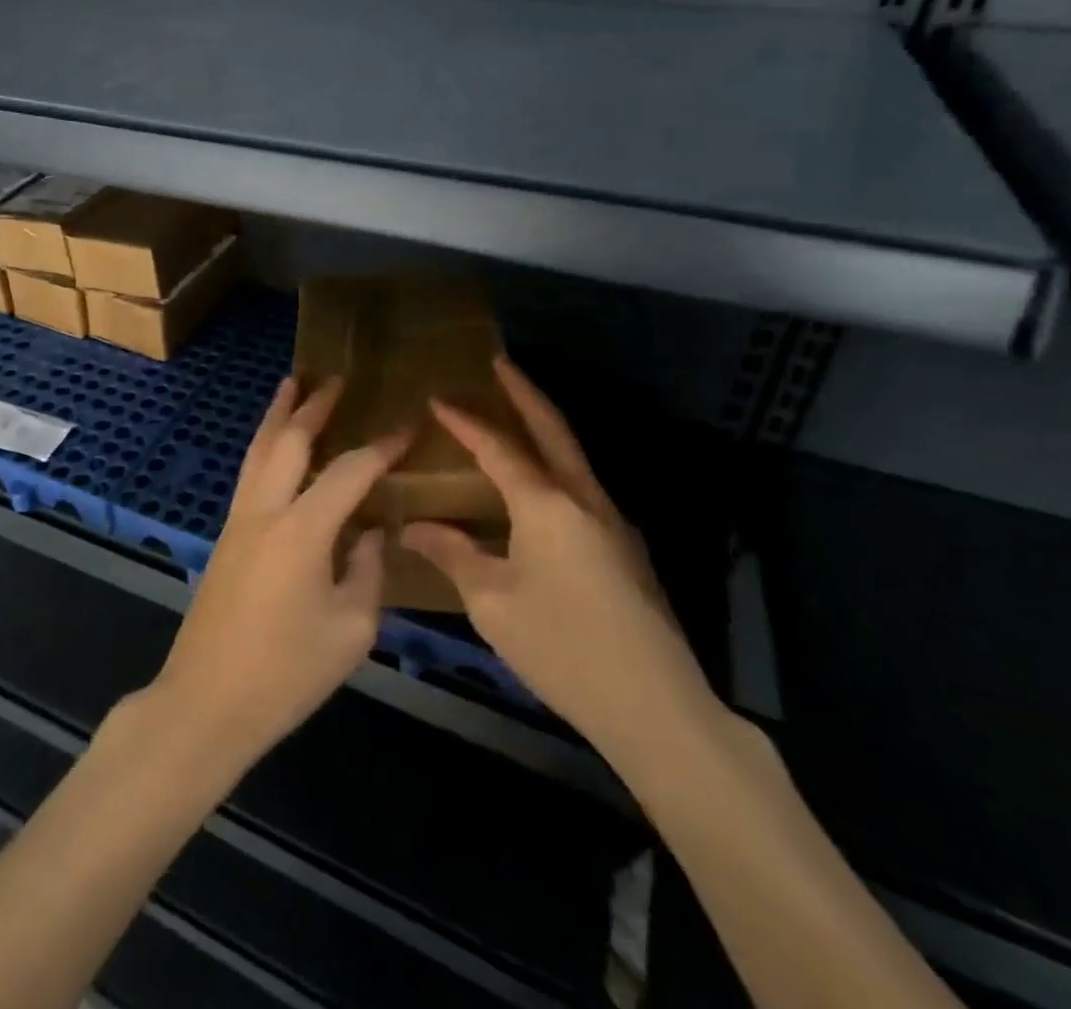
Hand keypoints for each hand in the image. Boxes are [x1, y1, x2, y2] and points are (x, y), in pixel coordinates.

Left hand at [144, 377, 410, 773]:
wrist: (207, 701)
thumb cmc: (286, 673)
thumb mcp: (351, 629)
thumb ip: (368, 570)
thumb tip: (371, 532)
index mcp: (301, 530)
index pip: (349, 471)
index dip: (382, 446)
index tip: (407, 426)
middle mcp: (265, 510)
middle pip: (288, 440)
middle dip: (314, 406)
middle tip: (336, 380)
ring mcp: (238, 520)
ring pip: (259, 450)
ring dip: (278, 415)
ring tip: (292, 385)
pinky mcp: (226, 536)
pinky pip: (250, 473)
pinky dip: (266, 446)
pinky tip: (275, 447)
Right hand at [401, 357, 721, 771]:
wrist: (657, 706)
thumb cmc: (562, 647)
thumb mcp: (492, 603)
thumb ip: (453, 555)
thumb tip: (414, 528)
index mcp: (546, 505)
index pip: (498, 447)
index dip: (465, 421)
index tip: (438, 398)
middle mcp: (584, 499)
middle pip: (553, 429)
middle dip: (524, 392)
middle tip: (500, 364)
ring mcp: (614, 523)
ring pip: (573, 456)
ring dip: (544, 427)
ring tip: (514, 415)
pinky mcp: (627, 550)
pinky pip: (582, 488)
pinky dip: (555, 466)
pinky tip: (539, 487)